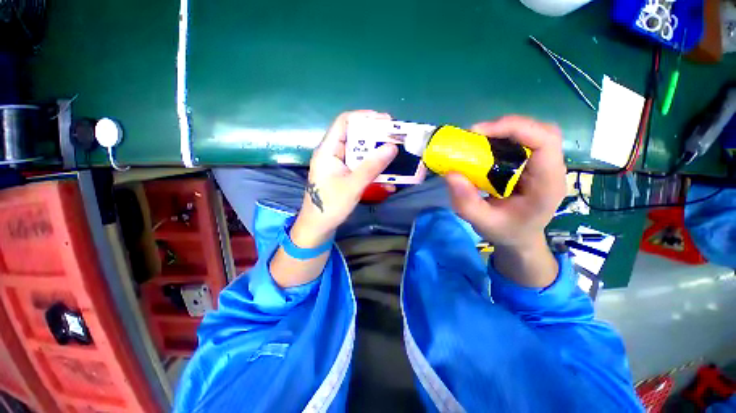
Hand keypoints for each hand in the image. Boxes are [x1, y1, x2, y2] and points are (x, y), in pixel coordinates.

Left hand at [291, 111, 397, 246]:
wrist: (318, 227)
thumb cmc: (330, 206)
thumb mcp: (353, 186)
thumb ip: (372, 166)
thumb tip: (392, 147)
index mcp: (328, 150)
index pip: (344, 122)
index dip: (364, 117)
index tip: (386, 121)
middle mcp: (333, 153)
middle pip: (355, 136)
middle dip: (376, 137)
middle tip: (395, 139)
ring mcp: (339, 165)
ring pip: (360, 153)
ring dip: (377, 155)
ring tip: (395, 157)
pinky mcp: (344, 175)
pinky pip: (360, 167)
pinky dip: (373, 170)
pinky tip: (387, 179)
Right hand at [445, 116, 566, 247]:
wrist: (520, 238)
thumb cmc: (506, 232)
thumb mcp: (483, 223)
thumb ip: (466, 203)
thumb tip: (450, 174)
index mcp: (548, 184)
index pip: (545, 141)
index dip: (514, 128)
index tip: (479, 132)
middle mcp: (551, 169)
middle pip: (541, 131)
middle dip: (507, 127)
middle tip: (476, 135)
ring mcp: (542, 165)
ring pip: (532, 133)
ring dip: (503, 131)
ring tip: (477, 140)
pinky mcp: (531, 164)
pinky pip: (521, 142)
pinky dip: (502, 139)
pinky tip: (485, 148)